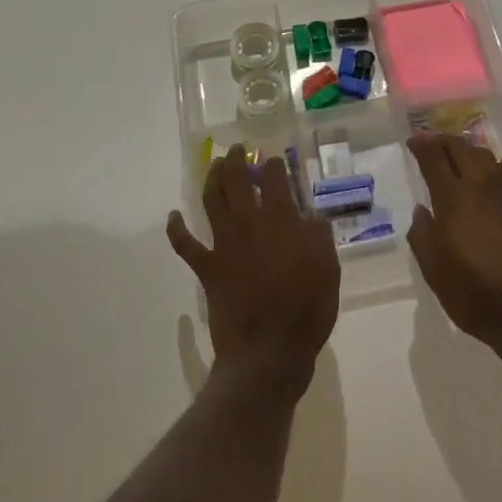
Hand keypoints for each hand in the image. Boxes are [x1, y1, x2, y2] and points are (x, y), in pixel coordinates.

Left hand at [168, 144, 339, 393]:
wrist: (269, 351)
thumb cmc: (306, 311)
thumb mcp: (328, 269)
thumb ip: (319, 236)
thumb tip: (311, 216)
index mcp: (281, 220)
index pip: (274, 179)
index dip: (273, 165)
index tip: (274, 160)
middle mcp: (248, 223)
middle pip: (236, 180)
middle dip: (236, 160)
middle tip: (237, 150)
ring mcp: (224, 244)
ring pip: (211, 200)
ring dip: (211, 179)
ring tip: (214, 166)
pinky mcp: (207, 267)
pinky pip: (185, 244)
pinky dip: (176, 229)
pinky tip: (173, 216)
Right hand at [405, 135, 501, 357]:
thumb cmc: (475, 296)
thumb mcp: (434, 272)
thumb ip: (423, 236)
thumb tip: (422, 211)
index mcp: (452, 201)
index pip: (434, 158)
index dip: (422, 145)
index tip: (413, 142)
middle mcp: (480, 188)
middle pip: (460, 149)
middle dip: (443, 141)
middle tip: (431, 144)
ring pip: (486, 157)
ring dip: (469, 150)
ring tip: (459, 155)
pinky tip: (499, 169)